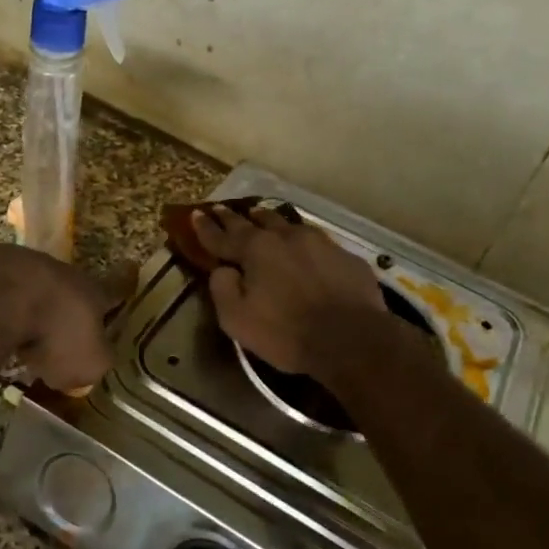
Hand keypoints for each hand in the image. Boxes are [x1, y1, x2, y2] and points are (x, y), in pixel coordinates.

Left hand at [0, 244, 111, 390]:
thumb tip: (87, 362)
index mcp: (87, 290)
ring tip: (8, 333)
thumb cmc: (50, 334)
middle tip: (53, 330)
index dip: (122, 283)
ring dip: (17, 303)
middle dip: (59, 304)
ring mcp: (8, 262)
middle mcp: (51, 269)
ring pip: (19, 283)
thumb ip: (92, 361)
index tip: (131, 268)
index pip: (113, 287)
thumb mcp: (86, 363)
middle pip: (61, 285)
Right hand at [192, 204, 384, 376]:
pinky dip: (300, 241)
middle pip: (255, 221)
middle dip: (235, 217)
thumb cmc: (287, 332)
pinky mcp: (344, 256)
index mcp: (255, 250)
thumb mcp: (237, 320)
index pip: (222, 236)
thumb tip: (222, 270)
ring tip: (261, 217)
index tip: (195, 215)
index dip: (206, 227)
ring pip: (287, 224)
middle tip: (222, 210)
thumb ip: (222, 289)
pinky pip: (315, 242)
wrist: (352, 339)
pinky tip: (303, 246)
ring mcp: (318, 243)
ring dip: (269, 221)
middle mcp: (285, 237)